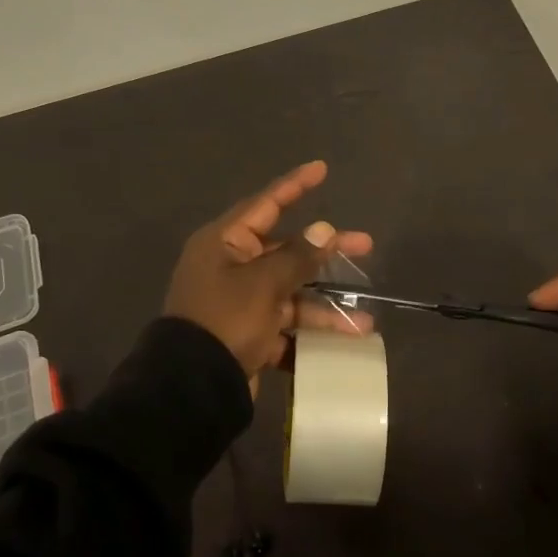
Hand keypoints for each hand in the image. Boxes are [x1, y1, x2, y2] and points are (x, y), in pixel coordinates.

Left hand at [163, 161, 373, 393]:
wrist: (192, 387)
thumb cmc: (225, 320)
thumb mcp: (263, 284)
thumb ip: (297, 257)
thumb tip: (324, 229)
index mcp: (225, 243)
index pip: (265, 204)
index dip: (295, 185)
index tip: (321, 169)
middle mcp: (231, 267)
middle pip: (286, 250)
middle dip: (326, 252)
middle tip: (365, 244)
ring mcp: (240, 302)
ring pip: (291, 293)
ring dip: (325, 306)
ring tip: (365, 320)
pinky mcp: (248, 334)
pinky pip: (285, 326)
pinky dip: (310, 333)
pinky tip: (341, 343)